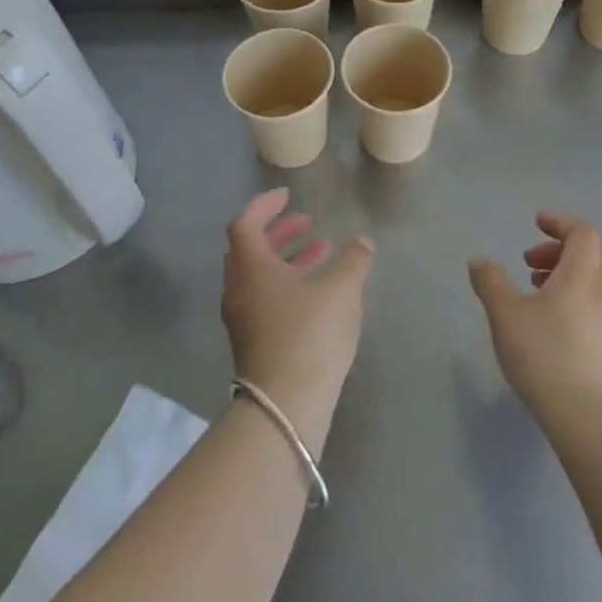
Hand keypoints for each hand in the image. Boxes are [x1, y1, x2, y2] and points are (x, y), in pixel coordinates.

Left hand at [222, 190, 374, 445]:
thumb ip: (354, 260)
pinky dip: (287, 284)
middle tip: (307, 222)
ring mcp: (242, 319)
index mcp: (251, 267)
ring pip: (259, 276)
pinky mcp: (253, 343)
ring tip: (323, 252)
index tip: (287, 195)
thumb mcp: (341, 290)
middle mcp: (239, 289)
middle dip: (278, 232)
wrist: (286, 406)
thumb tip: (363, 242)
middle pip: (250, 249)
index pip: (246, 223)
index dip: (265, 205)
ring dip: (287, 259)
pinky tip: (318, 293)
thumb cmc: (310, 334)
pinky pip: (265, 299)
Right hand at [468, 213, 601, 423]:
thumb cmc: (544, 355)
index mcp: (581, 276)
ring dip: (564, 278)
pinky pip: (594, 309)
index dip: (560, 223)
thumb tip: (480, 261)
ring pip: (592, 285)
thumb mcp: (505, 314)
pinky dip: (572, 302)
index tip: (536, 223)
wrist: (589, 418)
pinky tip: (550, 329)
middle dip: (558, 252)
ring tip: (535, 296)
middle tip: (529, 265)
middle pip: (589, 257)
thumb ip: (491, 282)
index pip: (582, 234)